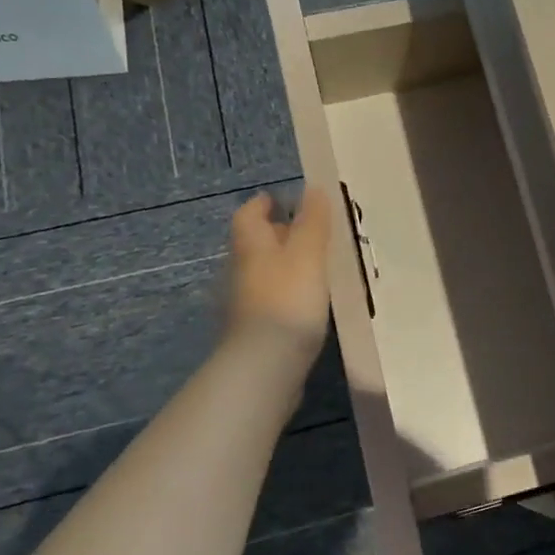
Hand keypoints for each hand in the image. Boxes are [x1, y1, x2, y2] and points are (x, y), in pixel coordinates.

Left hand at [225, 187, 331, 352]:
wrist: (265, 366)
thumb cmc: (287, 300)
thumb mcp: (307, 254)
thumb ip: (312, 222)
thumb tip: (313, 188)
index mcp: (250, 246)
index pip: (248, 215)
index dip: (263, 204)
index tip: (281, 199)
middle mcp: (239, 271)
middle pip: (254, 244)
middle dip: (277, 235)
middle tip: (308, 232)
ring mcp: (243, 304)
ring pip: (263, 273)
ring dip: (283, 267)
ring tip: (315, 267)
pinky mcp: (253, 332)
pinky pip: (270, 301)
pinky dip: (286, 295)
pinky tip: (307, 303)